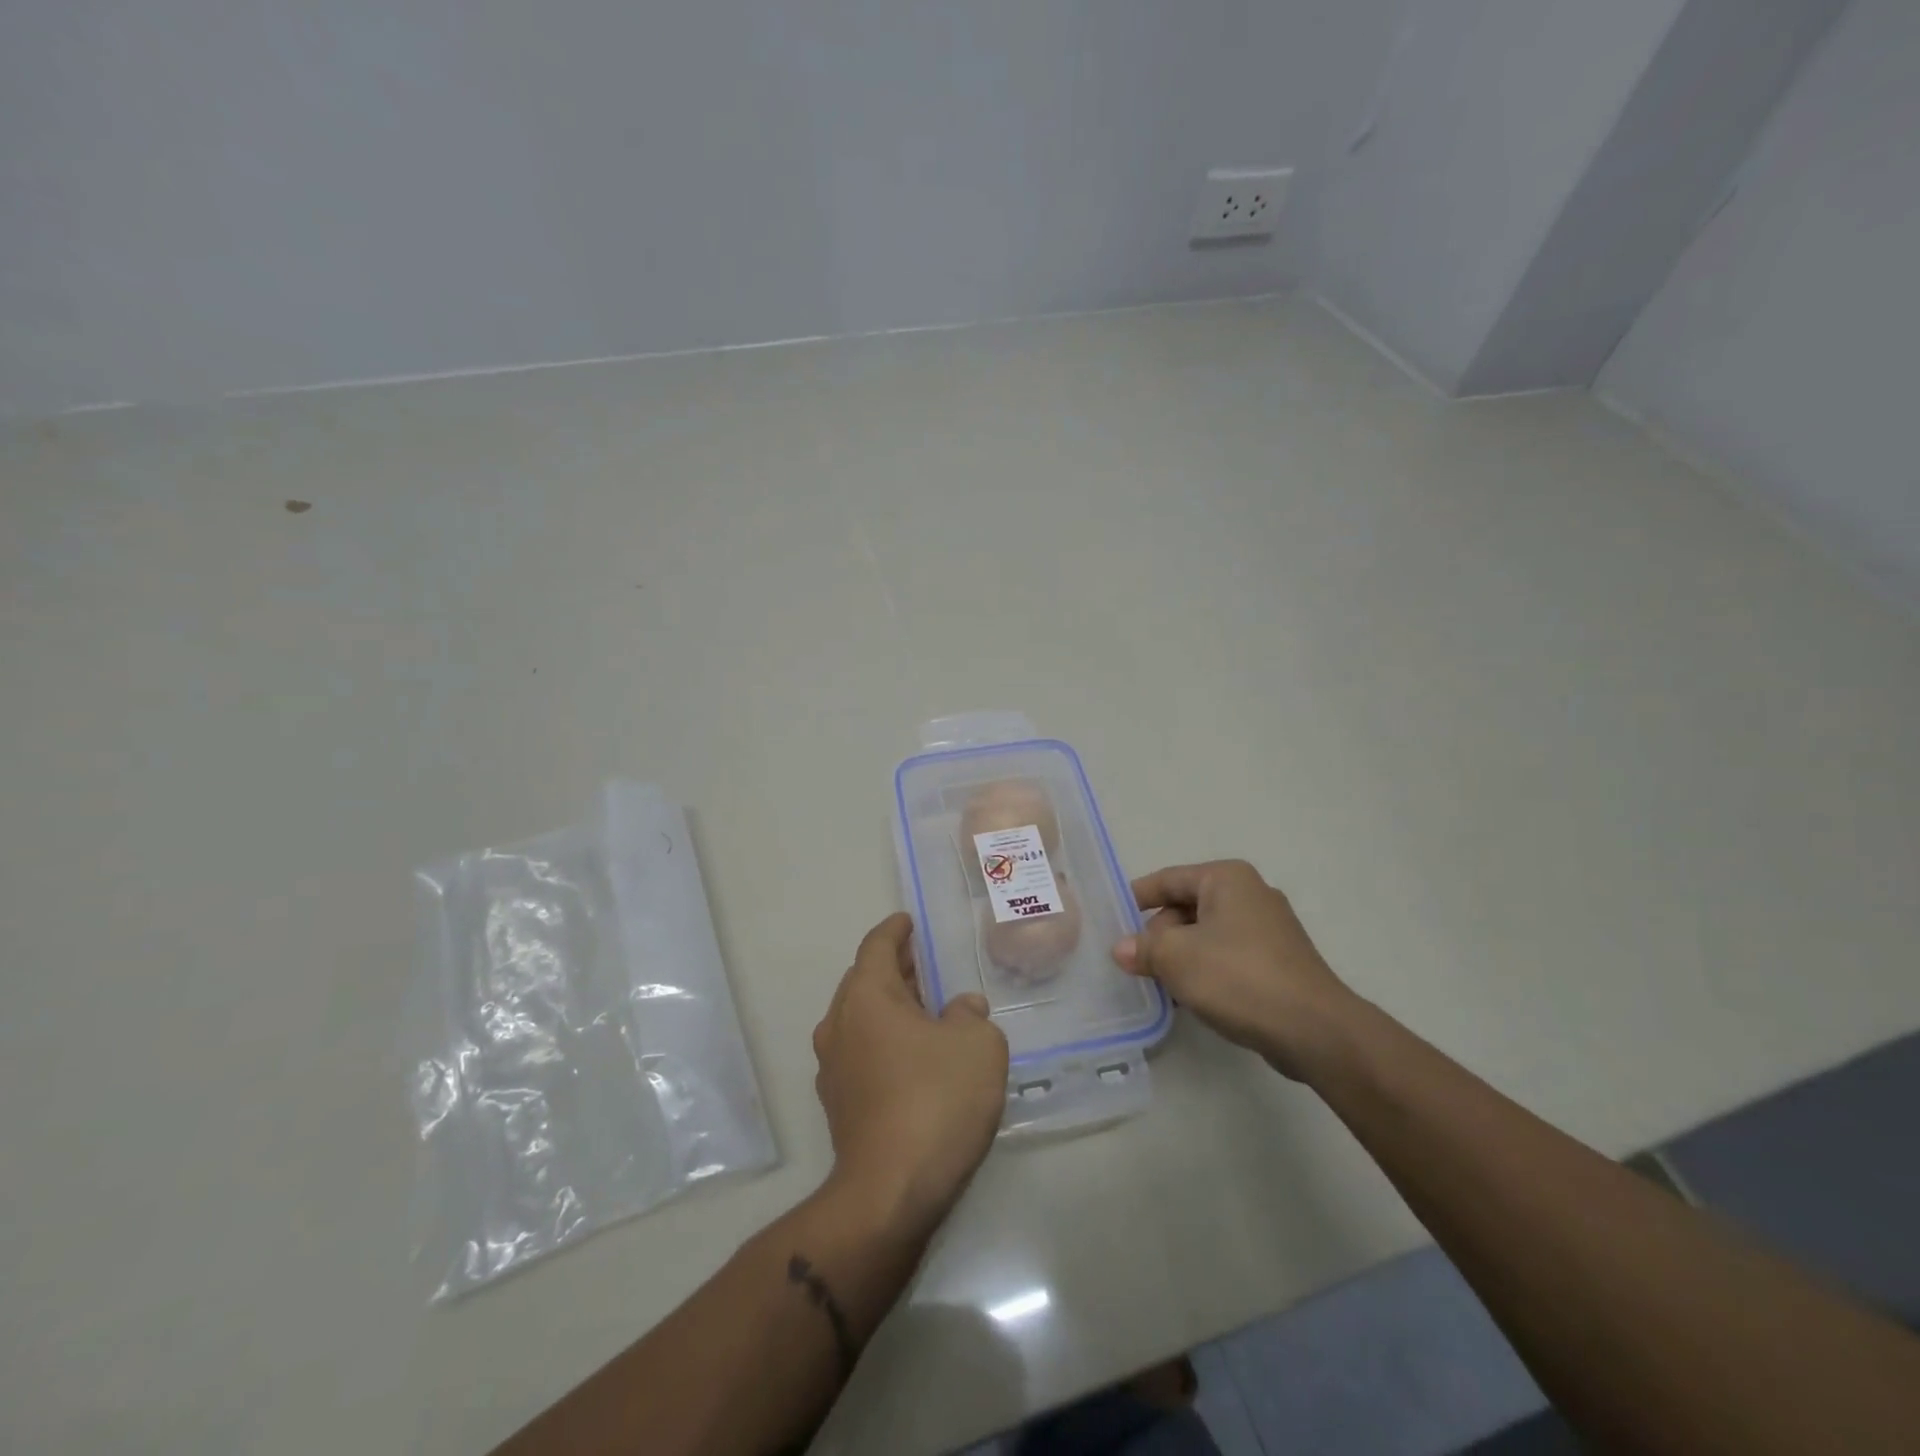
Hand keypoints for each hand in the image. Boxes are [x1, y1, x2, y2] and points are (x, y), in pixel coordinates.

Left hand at [813, 913, 1008, 1229]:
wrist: (889, 1193)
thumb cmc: (935, 1100)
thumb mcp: (978, 1046)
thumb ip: (971, 1016)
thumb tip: (960, 1010)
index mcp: (866, 997)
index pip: (876, 946)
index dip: (894, 930)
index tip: (908, 922)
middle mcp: (839, 1024)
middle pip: (863, 980)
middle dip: (893, 967)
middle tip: (923, 962)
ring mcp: (833, 1068)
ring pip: (860, 1018)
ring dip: (889, 1006)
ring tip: (925, 1008)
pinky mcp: (838, 1105)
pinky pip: (861, 1052)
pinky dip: (884, 1040)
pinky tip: (914, 1056)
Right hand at [1113, 860, 1356, 1080]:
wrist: (1314, 1030)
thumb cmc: (1239, 977)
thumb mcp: (1177, 958)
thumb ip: (1144, 948)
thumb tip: (1122, 949)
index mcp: (1226, 879)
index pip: (1167, 879)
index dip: (1136, 898)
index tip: (1110, 918)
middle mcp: (1250, 894)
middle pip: (1187, 907)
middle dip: (1159, 935)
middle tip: (1136, 964)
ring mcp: (1269, 928)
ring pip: (1207, 935)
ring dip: (1181, 957)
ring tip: (1159, 985)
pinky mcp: (1279, 961)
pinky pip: (1228, 957)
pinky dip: (1207, 971)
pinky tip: (1192, 999)